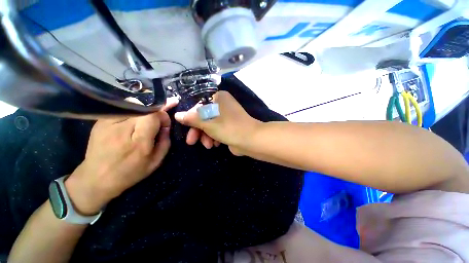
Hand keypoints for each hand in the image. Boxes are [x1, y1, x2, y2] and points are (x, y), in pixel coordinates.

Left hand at [65, 98, 177, 214]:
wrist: (97, 178)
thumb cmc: (130, 172)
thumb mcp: (156, 161)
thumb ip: (165, 142)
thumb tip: (166, 126)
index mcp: (139, 142)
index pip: (154, 116)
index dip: (163, 116)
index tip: (165, 125)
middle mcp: (123, 129)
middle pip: (145, 108)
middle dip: (156, 112)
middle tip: (160, 118)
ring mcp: (108, 123)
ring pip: (133, 103)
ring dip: (144, 110)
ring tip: (145, 120)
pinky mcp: (100, 121)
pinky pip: (121, 107)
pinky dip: (131, 111)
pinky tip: (132, 120)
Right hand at [174, 91, 260, 154]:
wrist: (250, 140)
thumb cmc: (228, 127)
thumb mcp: (207, 123)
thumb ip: (192, 119)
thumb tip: (177, 115)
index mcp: (219, 98)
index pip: (199, 105)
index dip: (190, 117)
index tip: (184, 127)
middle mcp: (223, 105)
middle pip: (204, 116)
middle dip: (198, 130)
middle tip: (191, 141)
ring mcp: (227, 116)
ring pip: (210, 124)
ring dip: (206, 135)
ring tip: (207, 145)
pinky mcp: (229, 126)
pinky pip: (217, 130)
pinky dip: (214, 137)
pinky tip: (215, 144)